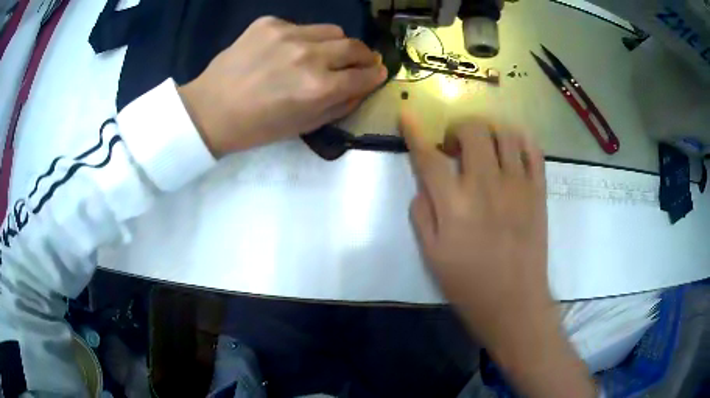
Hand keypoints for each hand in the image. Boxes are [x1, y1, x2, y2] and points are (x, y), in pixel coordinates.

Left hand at [178, 17, 387, 156]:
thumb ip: (340, 105)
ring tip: (323, 55)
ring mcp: (287, 34)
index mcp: (318, 87)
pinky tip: (286, 51)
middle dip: (364, 56)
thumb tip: (363, 86)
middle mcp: (308, 55)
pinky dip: (303, 38)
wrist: (209, 110)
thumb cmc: (257, 127)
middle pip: (354, 46)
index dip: (376, 75)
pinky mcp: (268, 23)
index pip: (364, 75)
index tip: (378, 73)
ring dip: (335, 44)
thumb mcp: (304, 126)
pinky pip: (301, 26)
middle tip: (360, 62)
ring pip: (332, 30)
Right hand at [401, 111, 549, 346]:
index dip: (414, 131)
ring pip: (505, 132)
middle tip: (454, 146)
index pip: (428, 155)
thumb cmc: (469, 285)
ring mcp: (518, 185)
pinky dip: (520, 139)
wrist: (515, 303)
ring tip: (484, 146)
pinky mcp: (538, 191)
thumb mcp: (431, 256)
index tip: (407, 114)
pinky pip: (533, 149)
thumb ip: (422, 214)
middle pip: (472, 130)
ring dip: (489, 130)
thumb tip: (424, 185)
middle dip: (457, 128)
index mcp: (454, 204)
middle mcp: (486, 185)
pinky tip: (511, 149)